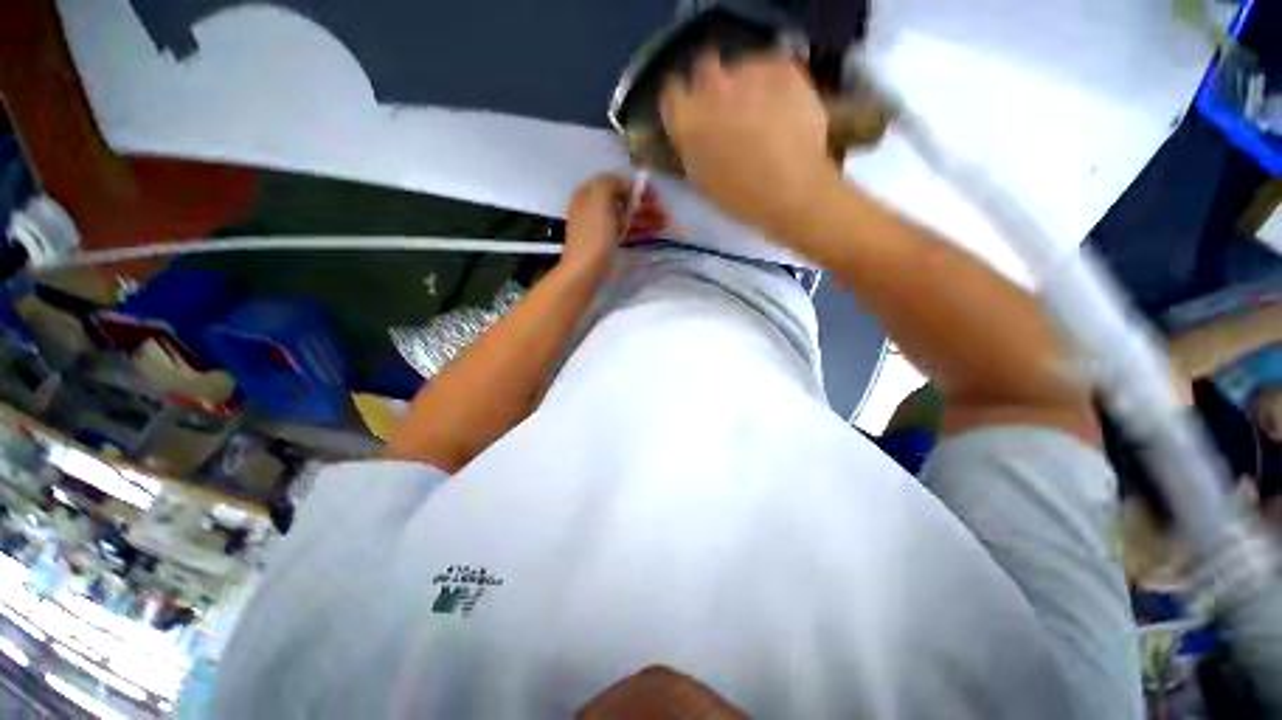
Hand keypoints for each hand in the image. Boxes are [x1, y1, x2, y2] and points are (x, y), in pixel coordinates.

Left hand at [560, 174, 670, 277]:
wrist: (585, 271)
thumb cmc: (593, 236)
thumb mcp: (600, 201)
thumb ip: (612, 184)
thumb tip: (626, 185)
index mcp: (588, 193)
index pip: (615, 181)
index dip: (636, 185)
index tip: (655, 194)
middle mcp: (592, 207)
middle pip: (622, 200)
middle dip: (644, 204)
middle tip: (664, 212)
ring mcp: (600, 226)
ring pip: (626, 216)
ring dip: (645, 217)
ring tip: (664, 224)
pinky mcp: (606, 243)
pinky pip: (625, 231)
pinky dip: (639, 229)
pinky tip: (653, 232)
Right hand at [660, 51, 836, 234]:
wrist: (792, 190)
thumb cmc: (741, 197)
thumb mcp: (702, 179)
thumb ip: (691, 146)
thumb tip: (693, 129)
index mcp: (687, 120)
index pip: (672, 94)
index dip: (683, 104)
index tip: (693, 114)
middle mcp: (711, 87)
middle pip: (704, 69)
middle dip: (713, 86)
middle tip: (729, 111)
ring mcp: (748, 72)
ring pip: (741, 68)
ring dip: (745, 84)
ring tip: (763, 112)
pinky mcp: (781, 66)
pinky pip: (771, 67)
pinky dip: (774, 83)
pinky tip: (783, 107)